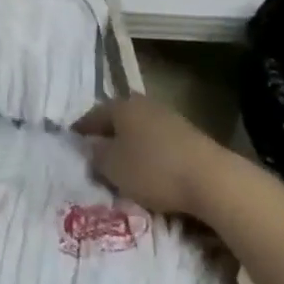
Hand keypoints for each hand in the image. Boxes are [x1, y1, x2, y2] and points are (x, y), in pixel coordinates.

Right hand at [75, 94, 233, 219]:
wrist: (212, 179)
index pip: (92, 116)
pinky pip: (158, 144)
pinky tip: (150, 172)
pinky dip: (149, 155)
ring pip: (139, 132)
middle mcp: (144, 104)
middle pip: (118, 121)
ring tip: (122, 169)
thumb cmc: (153, 170)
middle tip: (96, 158)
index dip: (80, 132)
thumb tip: (90, 146)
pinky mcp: (189, 136)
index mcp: (121, 106)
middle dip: (107, 138)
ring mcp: (169, 118)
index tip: (72, 146)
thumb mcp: (112, 167)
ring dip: (130, 147)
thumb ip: (95, 154)